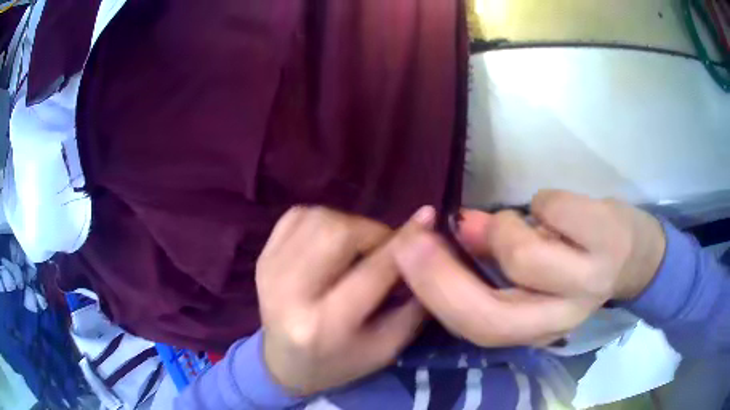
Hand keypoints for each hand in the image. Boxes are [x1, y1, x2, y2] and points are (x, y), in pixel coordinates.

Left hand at [256, 206, 431, 394]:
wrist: (284, 363)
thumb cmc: (341, 362)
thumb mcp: (387, 347)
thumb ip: (414, 303)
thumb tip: (429, 246)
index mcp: (325, 325)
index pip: (373, 272)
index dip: (404, 242)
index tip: (428, 218)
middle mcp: (290, 293)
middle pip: (337, 233)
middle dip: (372, 231)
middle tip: (384, 248)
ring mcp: (269, 271)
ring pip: (317, 218)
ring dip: (348, 225)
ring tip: (358, 248)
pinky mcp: (262, 258)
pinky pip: (296, 216)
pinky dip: (321, 220)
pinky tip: (330, 242)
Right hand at [393, 190, 665, 346]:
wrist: (635, 254)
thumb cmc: (580, 262)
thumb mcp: (533, 276)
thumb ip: (488, 263)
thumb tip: (452, 231)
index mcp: (537, 328)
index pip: (474, 327)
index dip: (433, 291)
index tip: (404, 248)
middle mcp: (562, 318)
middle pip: (489, 314)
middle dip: (445, 269)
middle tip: (428, 227)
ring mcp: (590, 282)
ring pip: (521, 256)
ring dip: (507, 226)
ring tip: (521, 220)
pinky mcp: (608, 239)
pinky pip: (551, 209)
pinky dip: (543, 202)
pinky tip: (556, 211)